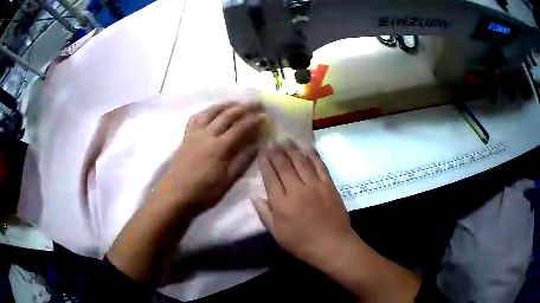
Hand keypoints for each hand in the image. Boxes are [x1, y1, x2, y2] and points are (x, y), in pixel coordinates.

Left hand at [157, 103, 264, 213]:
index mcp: (219, 147)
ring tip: (236, 103)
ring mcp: (194, 133)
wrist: (176, 194)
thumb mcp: (227, 180)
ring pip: (210, 112)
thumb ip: (242, 160)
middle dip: (243, 107)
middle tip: (256, 103)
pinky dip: (206, 111)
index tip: (264, 116)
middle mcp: (206, 135)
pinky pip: (196, 118)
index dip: (253, 121)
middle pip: (227, 115)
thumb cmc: (203, 191)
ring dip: (225, 105)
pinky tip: (211, 111)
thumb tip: (256, 145)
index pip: (240, 128)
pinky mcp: (186, 136)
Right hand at [253, 140, 354, 265]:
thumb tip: (255, 197)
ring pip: (301, 162)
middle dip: (277, 152)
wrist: (332, 244)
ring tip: (286, 139)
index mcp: (281, 203)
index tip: (262, 151)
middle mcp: (296, 190)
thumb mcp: (277, 234)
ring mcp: (314, 185)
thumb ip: (265, 214)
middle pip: (284, 166)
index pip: (270, 177)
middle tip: (272, 140)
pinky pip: (320, 166)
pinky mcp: (329, 185)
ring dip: (292, 149)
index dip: (265, 162)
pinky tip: (308, 147)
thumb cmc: (302, 243)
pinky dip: (314, 155)